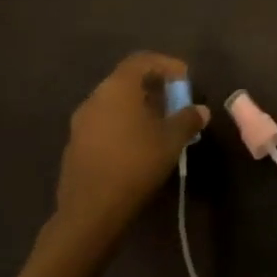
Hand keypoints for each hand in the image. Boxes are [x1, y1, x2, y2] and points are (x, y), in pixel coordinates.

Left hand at [53, 52, 208, 239]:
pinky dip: (122, 126)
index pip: (142, 60)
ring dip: (137, 108)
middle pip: (127, 81)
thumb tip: (201, 110)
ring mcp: (80, 124)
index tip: (185, 79)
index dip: (166, 65)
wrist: (88, 215)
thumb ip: (188, 119)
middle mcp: (95, 98)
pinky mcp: (74, 148)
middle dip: (153, 88)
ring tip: (159, 125)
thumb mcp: (171, 140)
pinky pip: (103, 124)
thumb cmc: (135, 165)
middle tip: (174, 102)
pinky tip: (137, 147)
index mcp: (117, 87)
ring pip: (114, 104)